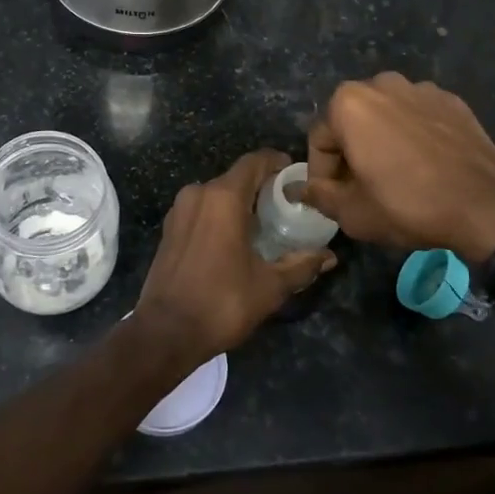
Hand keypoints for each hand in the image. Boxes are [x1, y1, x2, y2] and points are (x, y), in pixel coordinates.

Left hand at [135, 150, 336, 362]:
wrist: (165, 332)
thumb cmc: (222, 303)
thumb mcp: (270, 286)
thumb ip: (301, 265)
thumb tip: (329, 256)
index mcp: (223, 197)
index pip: (254, 161)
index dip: (277, 163)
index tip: (296, 176)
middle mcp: (198, 193)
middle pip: (236, 176)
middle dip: (262, 186)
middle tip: (287, 205)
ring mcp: (179, 210)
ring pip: (217, 193)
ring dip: (240, 201)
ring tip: (264, 224)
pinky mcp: (169, 228)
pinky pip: (201, 209)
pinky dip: (220, 215)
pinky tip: (235, 239)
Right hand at [302, 73, 494, 263]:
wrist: (487, 207)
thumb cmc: (408, 206)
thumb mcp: (352, 212)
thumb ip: (318, 195)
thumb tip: (298, 189)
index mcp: (348, 103)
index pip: (319, 140)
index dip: (322, 174)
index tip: (334, 198)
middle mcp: (381, 83)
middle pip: (351, 121)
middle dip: (350, 152)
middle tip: (361, 188)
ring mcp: (421, 88)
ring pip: (385, 116)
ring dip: (381, 140)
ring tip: (395, 175)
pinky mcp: (452, 101)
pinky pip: (418, 116)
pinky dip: (413, 135)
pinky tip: (425, 166)